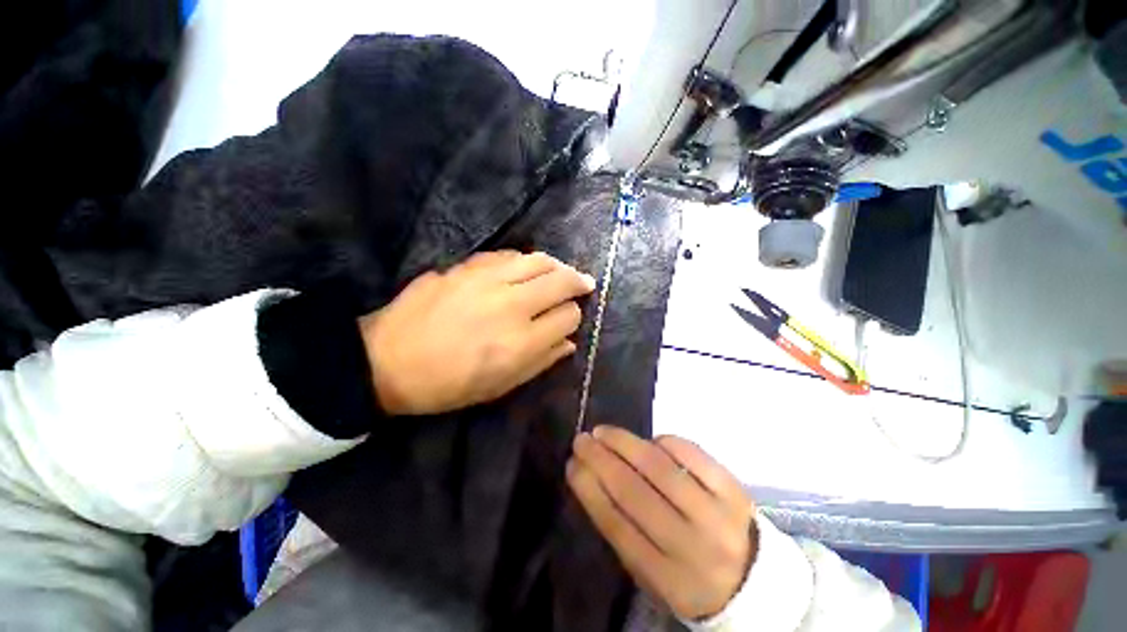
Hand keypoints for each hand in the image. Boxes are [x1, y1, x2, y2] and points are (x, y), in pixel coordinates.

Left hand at [359, 251, 594, 414]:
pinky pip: (507, 255)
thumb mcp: (500, 387)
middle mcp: (512, 306)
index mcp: (522, 342)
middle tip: (584, 283)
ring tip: (560, 271)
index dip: (574, 316)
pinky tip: (524, 267)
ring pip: (538, 260)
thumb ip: (541, 362)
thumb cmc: (448, 384)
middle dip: (578, 282)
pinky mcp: (466, 267)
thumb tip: (569, 343)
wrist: (388, 360)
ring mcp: (488, 281)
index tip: (569, 319)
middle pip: (561, 281)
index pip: (568, 316)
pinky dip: (524, 260)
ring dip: (556, 266)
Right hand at [567, 426, 755, 620]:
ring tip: (604, 432)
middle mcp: (693, 547)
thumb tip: (591, 476)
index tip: (572, 464)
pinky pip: (690, 454)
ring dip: (625, 443)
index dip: (589, 489)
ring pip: (660, 468)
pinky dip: (664, 442)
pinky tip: (649, 442)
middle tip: (582, 440)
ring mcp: (717, 514)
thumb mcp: (651, 572)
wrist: (751, 580)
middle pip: (635, 492)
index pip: (617, 525)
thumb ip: (622, 530)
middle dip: (601, 459)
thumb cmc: (689, 575)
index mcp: (667, 578)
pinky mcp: (733, 489)